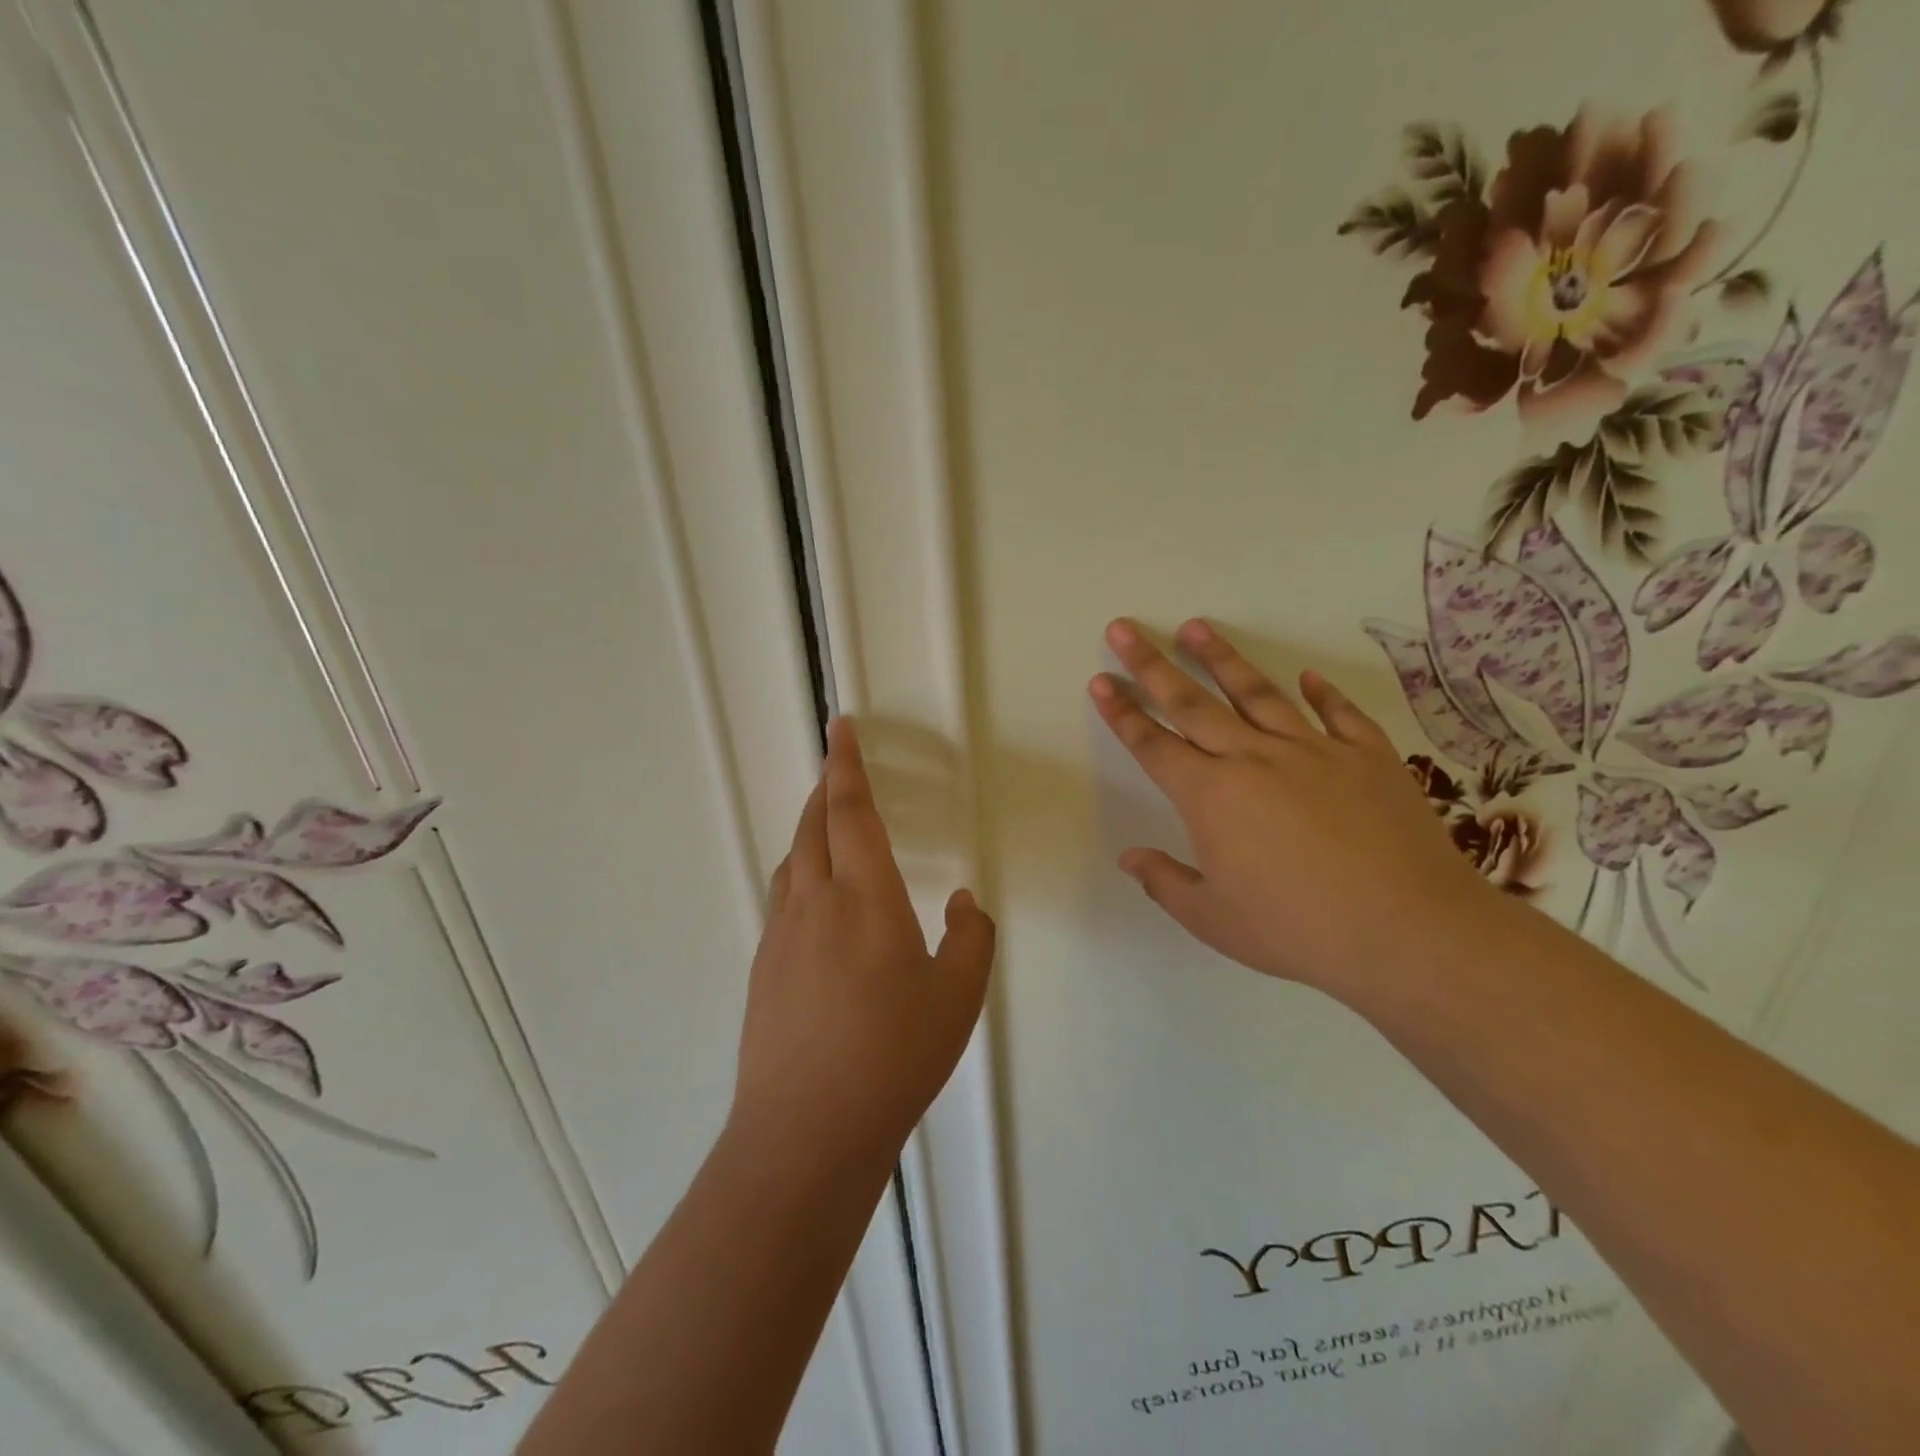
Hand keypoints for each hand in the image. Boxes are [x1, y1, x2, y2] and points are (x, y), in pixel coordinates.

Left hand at [731, 718, 995, 1172]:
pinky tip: (816, 902)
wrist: (806, 1130)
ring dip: (810, 830)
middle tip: (838, 770)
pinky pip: (783, 898)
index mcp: (865, 898)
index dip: (847, 765)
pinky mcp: (763, 968)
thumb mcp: (958, 998)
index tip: (840, 727)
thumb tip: (964, 901)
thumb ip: (971, 938)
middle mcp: (815, 903)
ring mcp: (781, 936)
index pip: (853, 812)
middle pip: (814, 827)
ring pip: (793, 861)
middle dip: (827, 790)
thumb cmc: (893, 1056)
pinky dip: (800, 874)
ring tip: (830, 827)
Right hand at [1090, 618, 1508, 997]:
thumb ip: (1165, 882)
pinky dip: (1321, 693)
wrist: (1409, 931)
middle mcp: (1253, 759)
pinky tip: (1307, 676)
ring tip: (1194, 627)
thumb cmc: (1297, 930)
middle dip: (1151, 664)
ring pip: (1256, 693)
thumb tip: (1129, 857)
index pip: (1153, 745)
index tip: (1101, 680)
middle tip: (1125, 628)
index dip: (1122, 712)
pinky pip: (1337, 714)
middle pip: (1191, 703)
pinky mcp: (1368, 756)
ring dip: (1221, 658)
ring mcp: (1313, 750)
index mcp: (1210, 797)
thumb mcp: (1214, 919)